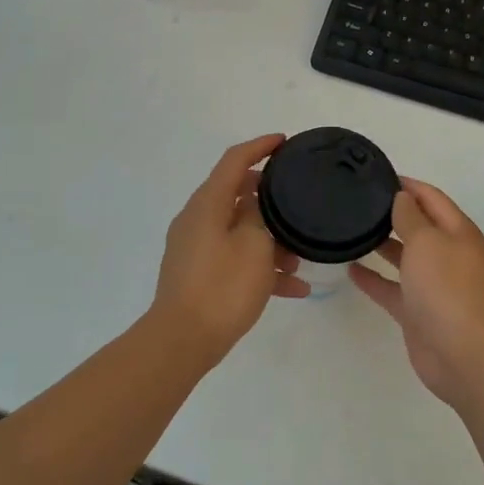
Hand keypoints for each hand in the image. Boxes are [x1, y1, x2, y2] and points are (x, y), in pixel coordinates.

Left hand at [151, 134, 310, 365]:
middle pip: (237, 194)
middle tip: (298, 201)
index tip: (284, 142)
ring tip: (300, 258)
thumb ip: (260, 214)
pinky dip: (259, 266)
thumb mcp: (254, 244)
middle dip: (270, 198)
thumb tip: (257, 202)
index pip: (234, 160)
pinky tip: (293, 288)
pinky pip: (234, 258)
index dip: (260, 146)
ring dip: (269, 239)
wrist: (183, 341)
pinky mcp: (198, 274)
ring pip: (239, 230)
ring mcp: (195, 248)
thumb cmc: (223, 286)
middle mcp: (197, 219)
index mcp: (208, 203)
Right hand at [349, 179, 483, 407]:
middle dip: (393, 213)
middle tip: (357, 202)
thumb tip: (402, 197)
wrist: (465, 354)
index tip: (378, 175)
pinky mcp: (417, 312)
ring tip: (351, 229)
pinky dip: (373, 279)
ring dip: (382, 244)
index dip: (408, 185)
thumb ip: (411, 217)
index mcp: (457, 232)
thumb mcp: (427, 241)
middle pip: (418, 226)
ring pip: (404, 257)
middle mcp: (446, 254)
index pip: (431, 198)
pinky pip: (391, 288)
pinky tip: (350, 269)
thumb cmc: (447, 288)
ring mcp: (432, 285)